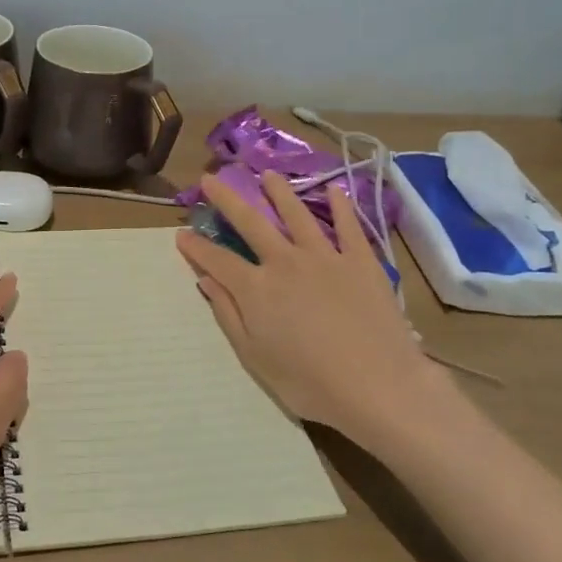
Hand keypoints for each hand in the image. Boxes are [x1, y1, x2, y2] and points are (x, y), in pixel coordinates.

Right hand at [175, 171, 448, 442]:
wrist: (380, 387)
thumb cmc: (310, 384)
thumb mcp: (256, 358)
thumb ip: (229, 315)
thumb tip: (206, 281)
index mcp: (256, 289)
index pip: (217, 260)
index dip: (196, 247)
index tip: (181, 233)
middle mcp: (285, 262)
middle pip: (250, 223)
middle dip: (226, 199)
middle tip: (210, 178)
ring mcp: (325, 257)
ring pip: (296, 214)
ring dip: (279, 192)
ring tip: (268, 175)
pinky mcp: (360, 261)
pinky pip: (348, 226)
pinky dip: (340, 206)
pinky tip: (334, 190)